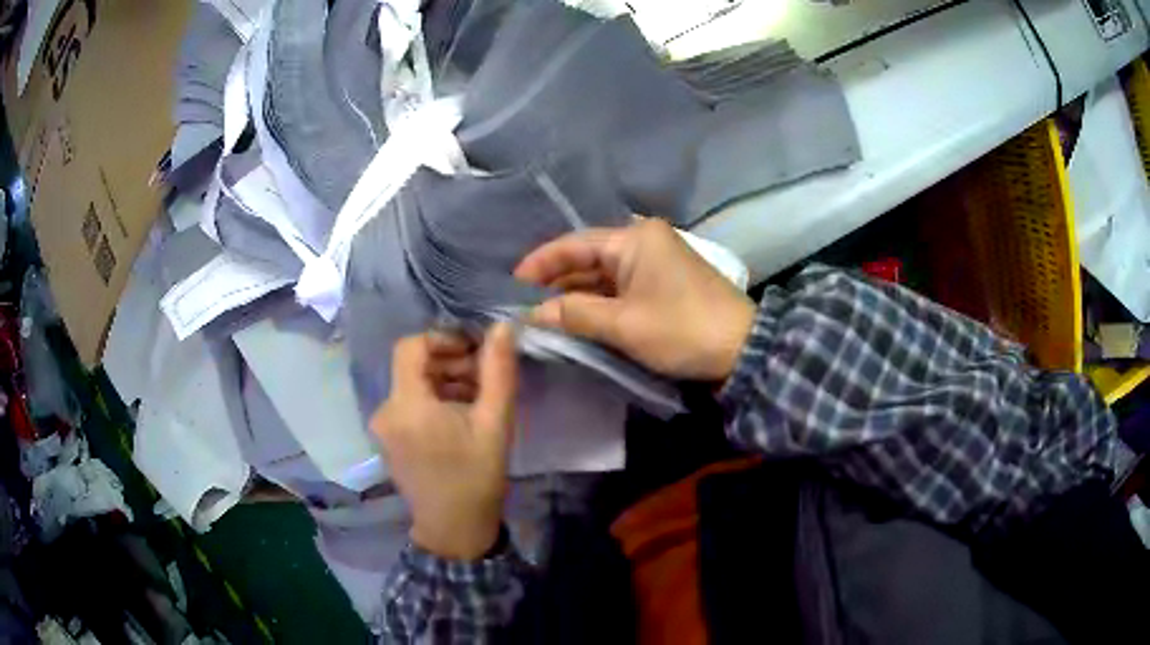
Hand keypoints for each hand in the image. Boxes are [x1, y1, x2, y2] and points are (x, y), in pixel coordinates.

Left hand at [371, 323, 517, 559]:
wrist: (454, 529)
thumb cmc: (476, 478)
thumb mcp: (495, 423)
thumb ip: (499, 372)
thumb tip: (502, 328)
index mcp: (407, 405)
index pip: (411, 346)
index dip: (443, 338)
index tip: (474, 349)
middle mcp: (386, 410)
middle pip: (412, 365)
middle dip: (449, 361)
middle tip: (484, 375)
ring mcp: (383, 426)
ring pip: (411, 384)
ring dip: (444, 380)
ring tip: (477, 396)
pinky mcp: (387, 438)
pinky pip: (408, 403)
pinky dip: (433, 399)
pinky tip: (459, 415)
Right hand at [514, 219, 754, 381]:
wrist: (742, 351)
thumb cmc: (682, 330)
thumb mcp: (624, 324)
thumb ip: (574, 315)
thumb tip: (533, 314)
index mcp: (635, 239)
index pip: (573, 244)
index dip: (539, 264)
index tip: (511, 286)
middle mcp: (643, 243)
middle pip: (586, 259)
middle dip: (555, 284)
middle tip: (523, 309)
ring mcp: (654, 264)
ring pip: (601, 277)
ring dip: (574, 297)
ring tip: (541, 319)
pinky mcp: (661, 285)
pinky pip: (619, 289)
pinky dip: (597, 305)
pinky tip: (574, 321)